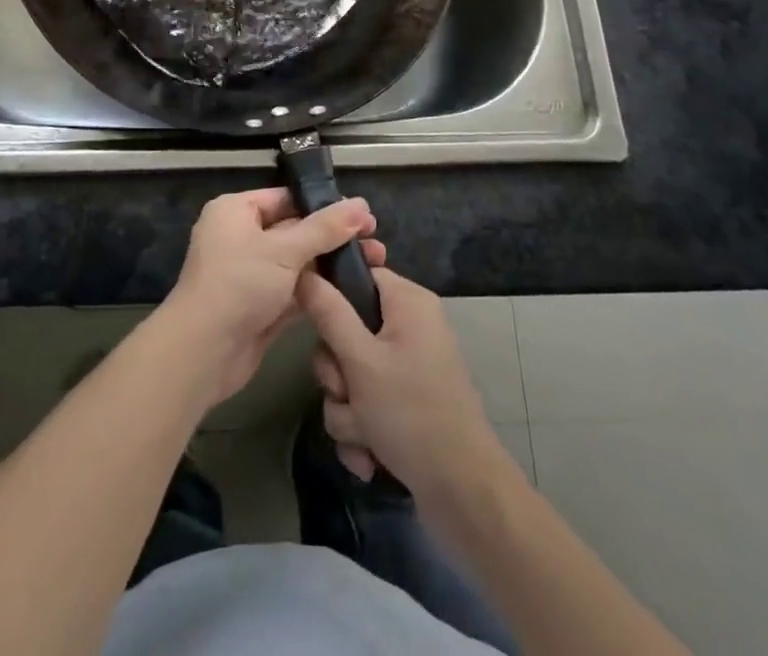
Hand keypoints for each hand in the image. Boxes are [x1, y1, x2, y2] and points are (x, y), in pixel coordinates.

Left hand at [162, 188, 384, 405]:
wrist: (203, 352)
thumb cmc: (239, 284)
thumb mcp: (284, 250)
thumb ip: (324, 229)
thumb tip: (361, 204)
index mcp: (236, 211)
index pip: (285, 198)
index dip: (324, 205)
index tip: (363, 214)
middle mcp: (241, 237)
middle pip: (294, 230)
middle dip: (334, 237)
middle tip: (376, 242)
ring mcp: (251, 274)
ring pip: (298, 263)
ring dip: (331, 265)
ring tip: (376, 265)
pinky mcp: (260, 306)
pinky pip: (294, 291)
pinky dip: (319, 291)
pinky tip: (354, 291)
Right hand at [297, 266, 501, 495]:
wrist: (464, 495)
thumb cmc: (412, 413)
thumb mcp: (361, 361)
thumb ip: (328, 313)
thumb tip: (303, 272)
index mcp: (408, 302)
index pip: (358, 274)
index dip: (331, 296)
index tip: (315, 324)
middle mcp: (409, 328)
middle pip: (346, 330)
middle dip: (337, 373)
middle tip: (345, 392)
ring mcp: (408, 368)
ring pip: (350, 375)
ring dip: (346, 410)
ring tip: (363, 437)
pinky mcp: (406, 404)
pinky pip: (365, 405)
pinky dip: (361, 432)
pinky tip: (369, 459)